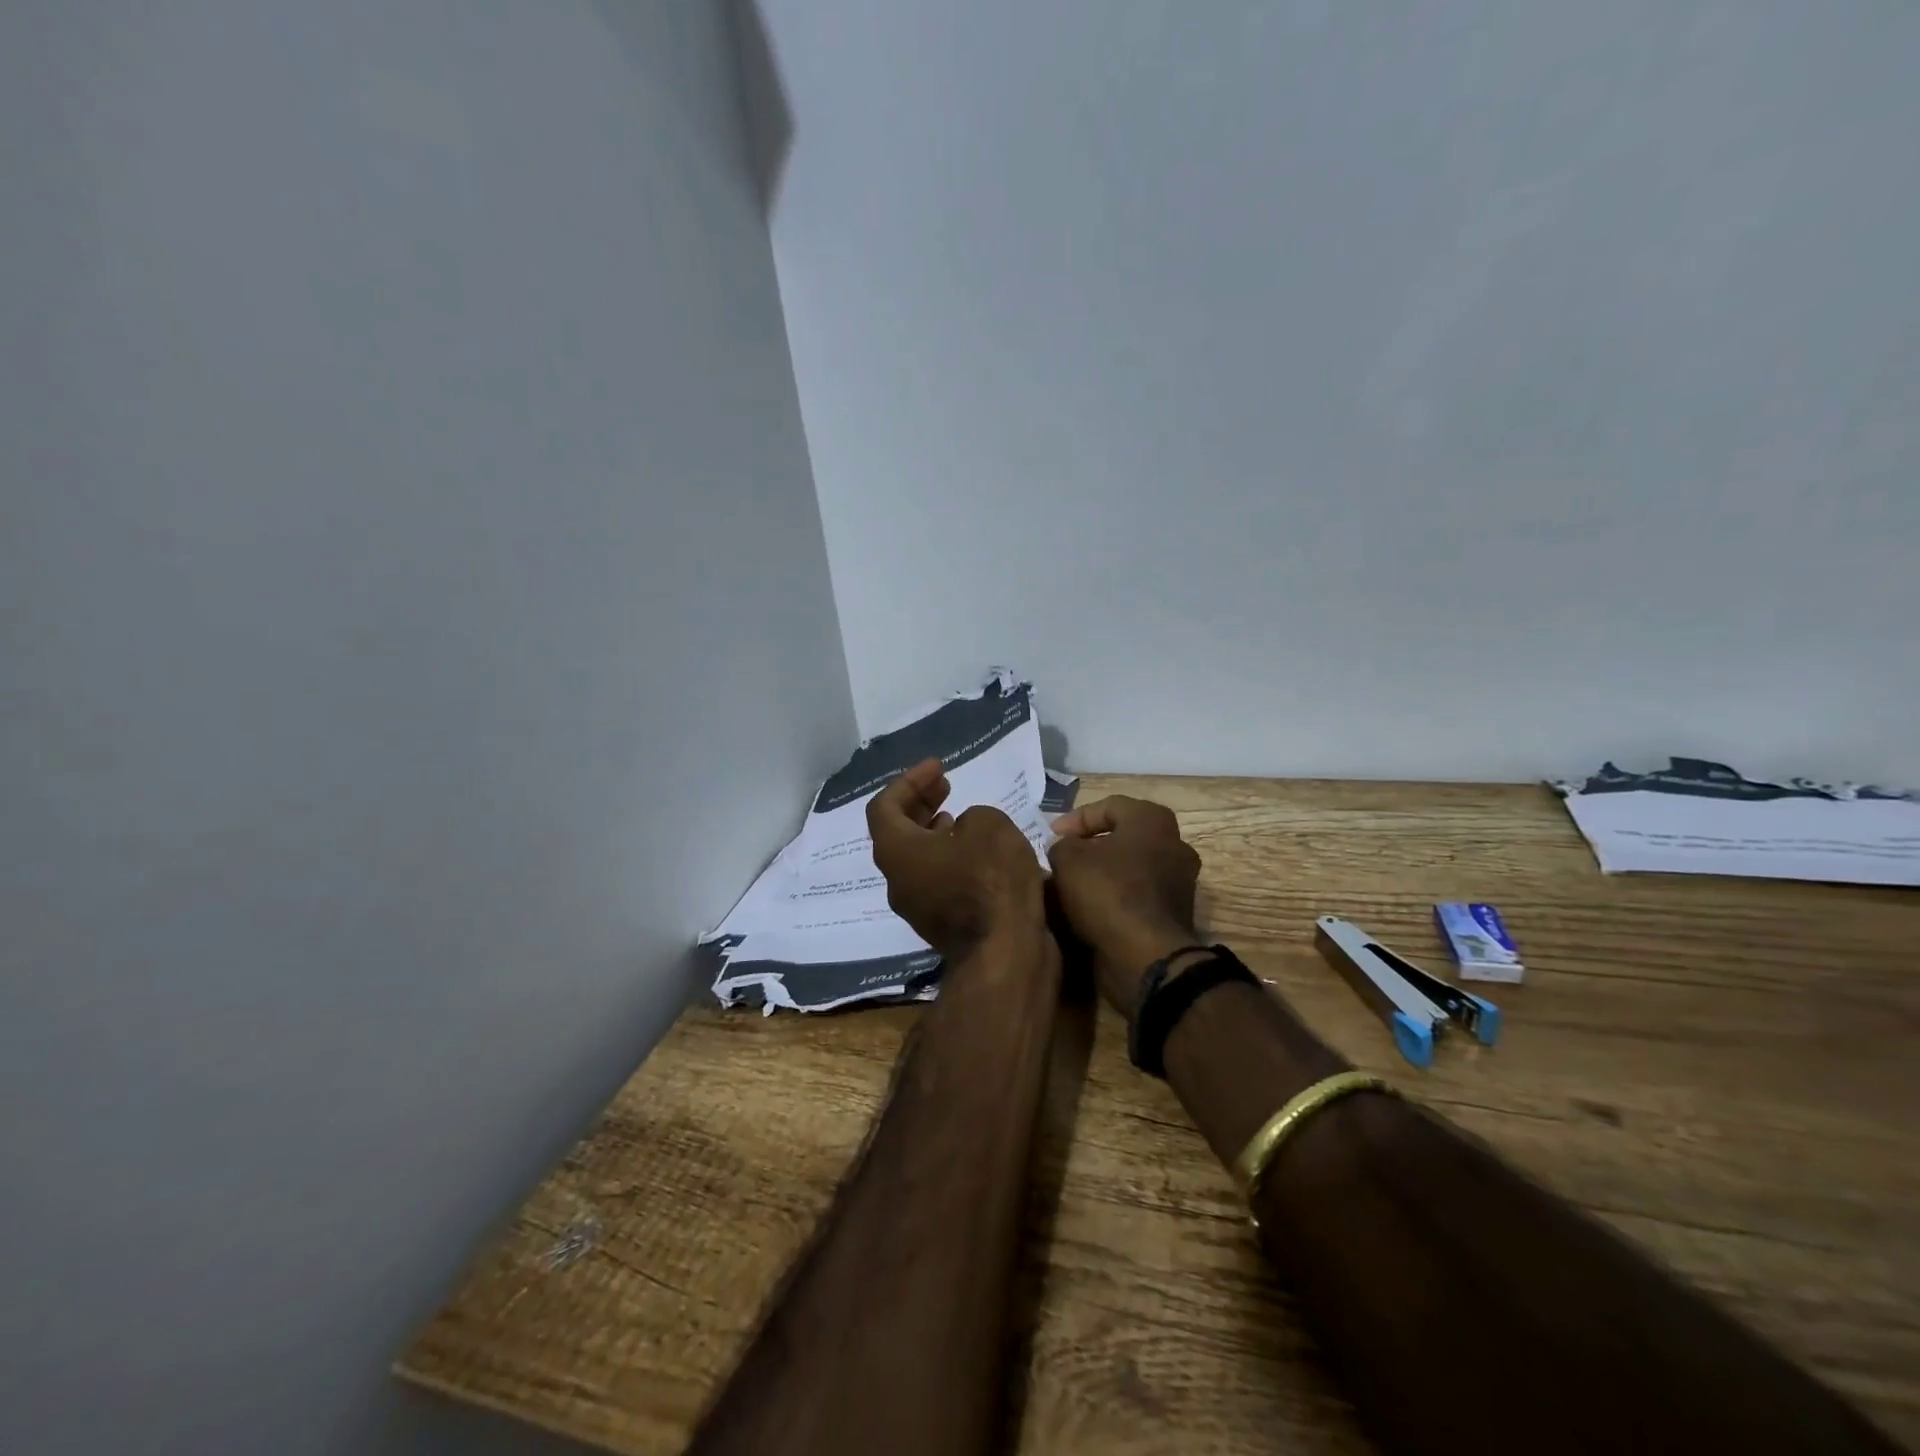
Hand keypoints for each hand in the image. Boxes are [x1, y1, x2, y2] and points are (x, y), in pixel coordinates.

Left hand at [867, 758, 1046, 959]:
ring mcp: (917, 907)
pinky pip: (935, 880)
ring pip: (915, 859)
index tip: (939, 767)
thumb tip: (964, 833)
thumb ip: (971, 817)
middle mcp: (897, 880)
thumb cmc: (991, 879)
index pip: (884, 807)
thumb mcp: (988, 824)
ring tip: (958, 816)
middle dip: (919, 803)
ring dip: (933, 832)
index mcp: (896, 851)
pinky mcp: (942, 924)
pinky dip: (948, 857)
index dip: (909, 781)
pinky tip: (976, 853)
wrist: (1007, 952)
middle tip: (944, 785)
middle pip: (896, 833)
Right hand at [1048, 796, 1202, 1014]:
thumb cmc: (1108, 893)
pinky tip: (1088, 909)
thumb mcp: (1068, 859)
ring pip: (1130, 868)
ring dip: (1101, 874)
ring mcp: (1179, 881)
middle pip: (1122, 837)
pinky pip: (1137, 895)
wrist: (1145, 957)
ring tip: (1070, 886)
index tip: (1051, 836)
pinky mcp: (1175, 913)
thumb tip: (1066, 849)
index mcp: (1153, 820)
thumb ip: (1062, 845)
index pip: (1109, 806)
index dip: (1075, 819)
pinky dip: (1114, 898)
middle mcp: (1174, 844)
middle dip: (1090, 847)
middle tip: (1062, 858)